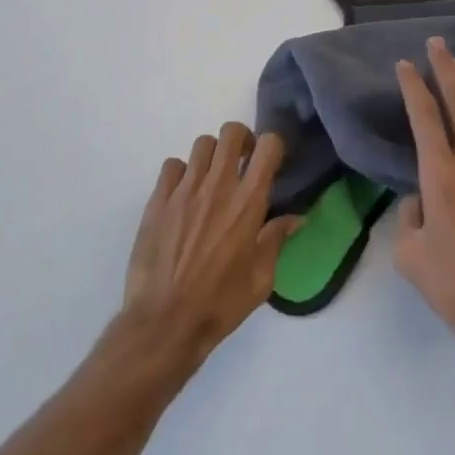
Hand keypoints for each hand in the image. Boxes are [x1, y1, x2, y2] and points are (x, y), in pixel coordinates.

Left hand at [122, 122, 301, 369]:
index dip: (271, 147)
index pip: (268, 146)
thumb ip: (277, 240)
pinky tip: (182, 196)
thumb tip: (296, 218)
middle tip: (240, 163)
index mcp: (248, 202)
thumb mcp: (260, 279)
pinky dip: (181, 174)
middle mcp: (218, 185)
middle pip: (231, 132)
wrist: (164, 321)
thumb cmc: (220, 304)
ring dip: (211, 156)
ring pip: (202, 144)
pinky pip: (172, 165)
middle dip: (240, 141)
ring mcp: (185, 189)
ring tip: (210, 180)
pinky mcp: (158, 198)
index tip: (268, 163)